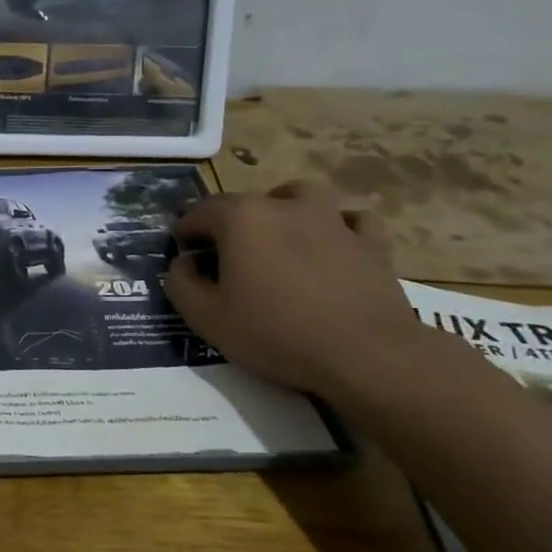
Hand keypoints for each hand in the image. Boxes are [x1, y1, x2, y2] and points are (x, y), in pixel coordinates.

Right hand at [164, 181, 429, 397]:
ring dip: (284, 208)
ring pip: (301, 196)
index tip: (183, 252)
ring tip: (278, 235)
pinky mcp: (371, 242)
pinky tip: (331, 244)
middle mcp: (285, 206)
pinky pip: (351, 220)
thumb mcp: (206, 318)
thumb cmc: (276, 333)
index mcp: (241, 218)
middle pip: (246, 202)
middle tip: (224, 256)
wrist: (367, 355)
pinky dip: (337, 226)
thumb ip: (180, 283)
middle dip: (227, 223)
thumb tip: (184, 263)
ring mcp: (332, 219)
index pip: (199, 212)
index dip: (185, 231)